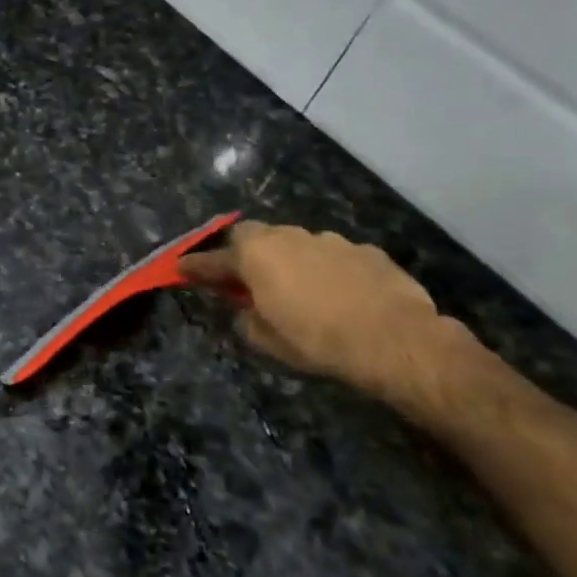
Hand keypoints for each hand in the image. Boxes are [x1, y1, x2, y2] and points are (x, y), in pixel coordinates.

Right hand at [179, 222, 465, 403]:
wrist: (395, 340)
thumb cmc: (318, 341)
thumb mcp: (269, 342)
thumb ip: (247, 319)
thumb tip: (246, 310)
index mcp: (256, 257)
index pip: (213, 260)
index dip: (195, 266)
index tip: (180, 268)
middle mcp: (288, 237)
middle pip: (253, 235)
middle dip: (244, 252)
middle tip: (246, 278)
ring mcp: (329, 240)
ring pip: (296, 242)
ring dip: (289, 260)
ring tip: (299, 289)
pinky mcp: (365, 250)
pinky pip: (333, 255)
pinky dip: (327, 269)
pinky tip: (340, 294)